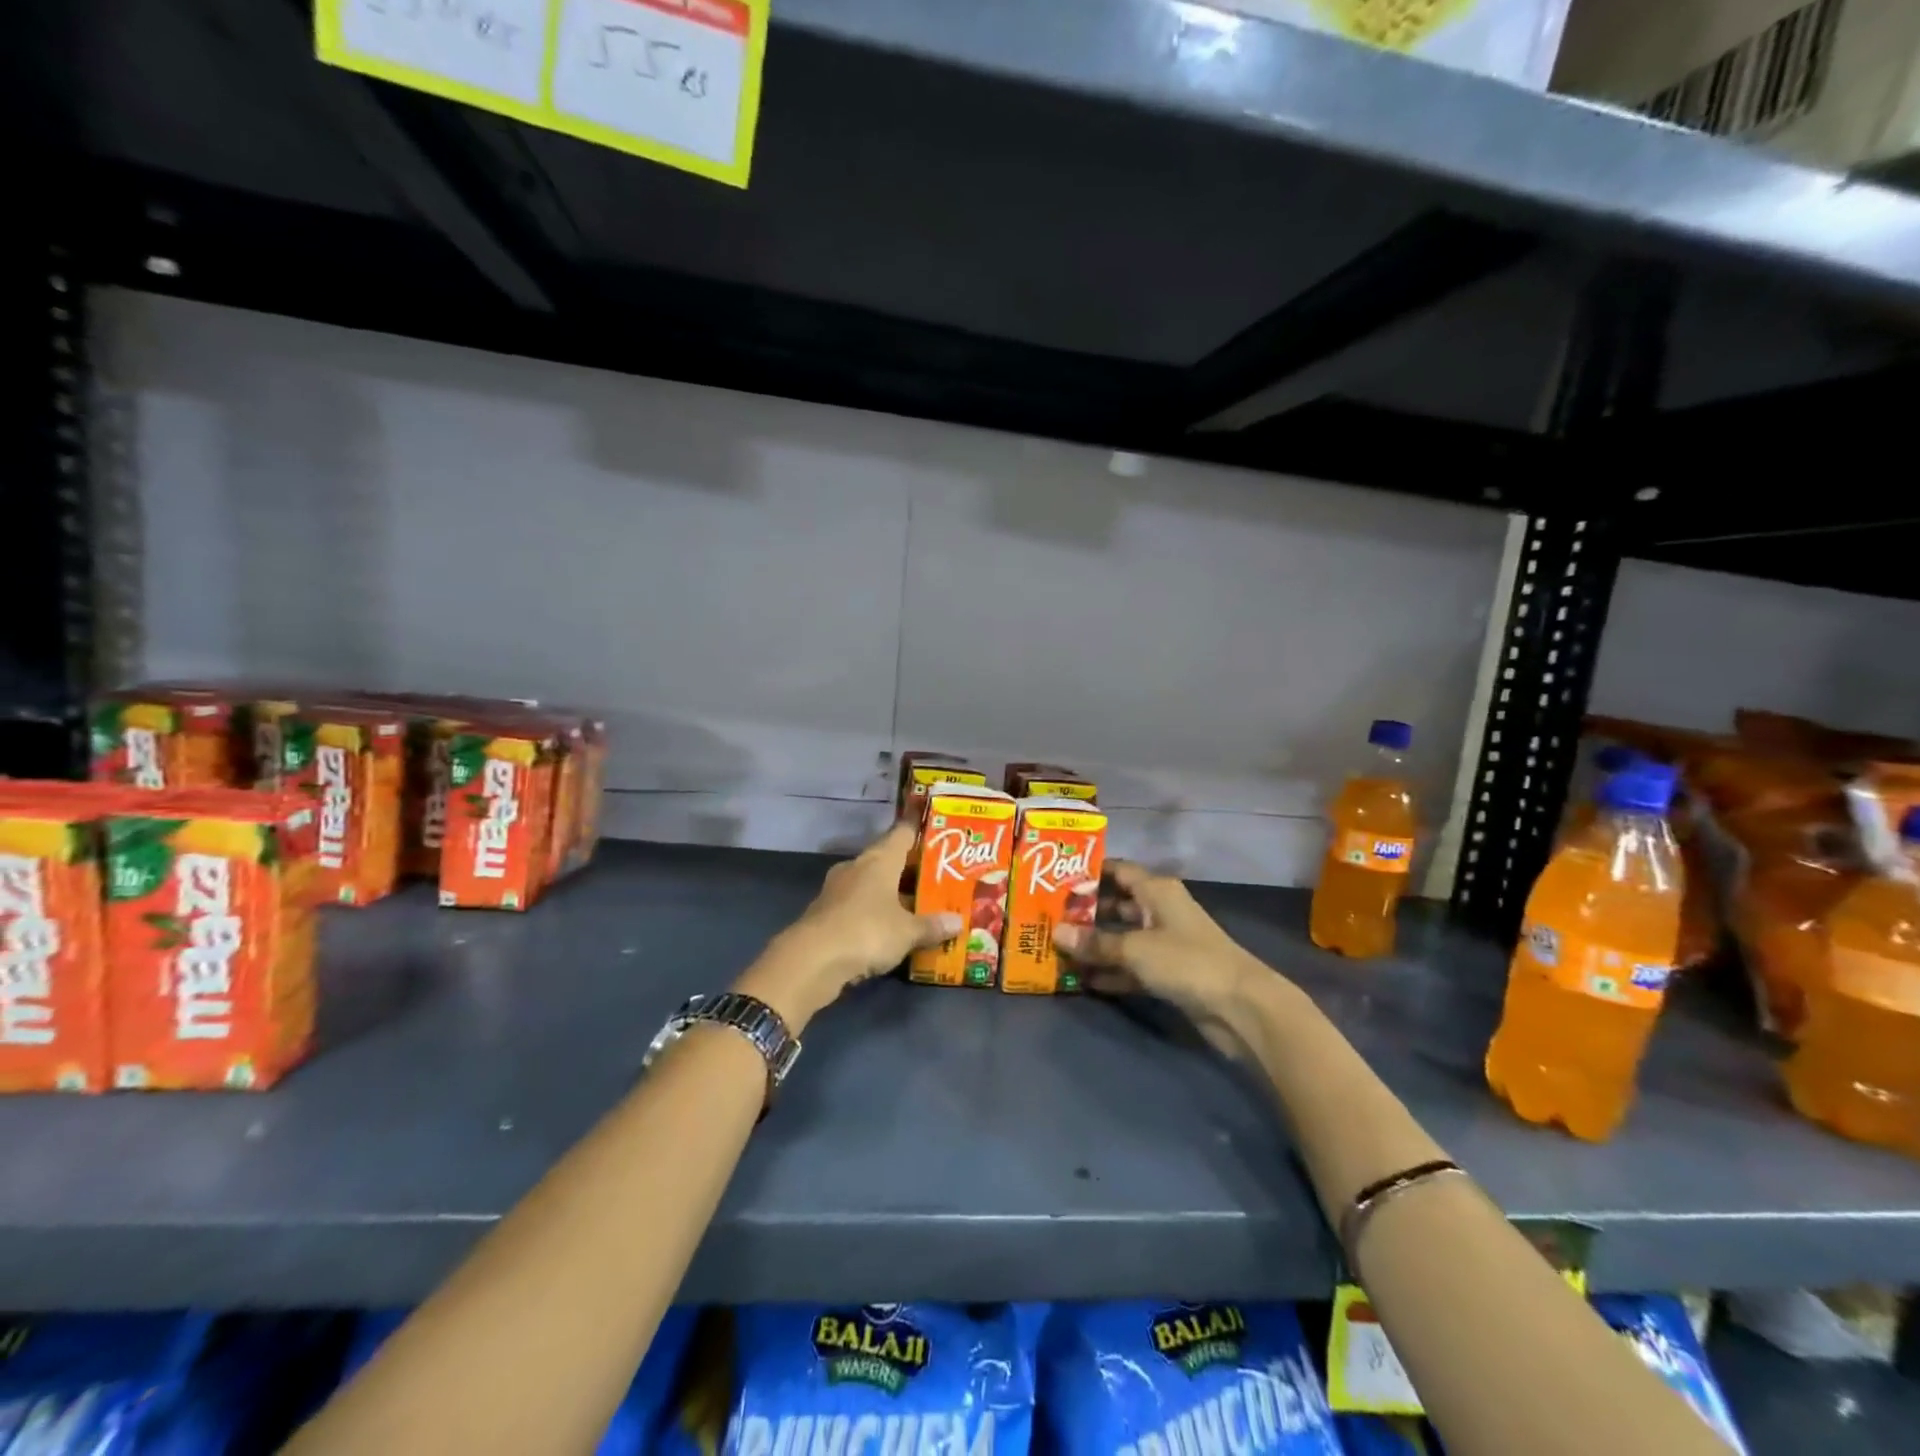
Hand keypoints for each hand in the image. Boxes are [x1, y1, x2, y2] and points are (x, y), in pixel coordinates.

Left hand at [733, 824, 960, 1031]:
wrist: (811, 961)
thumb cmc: (867, 932)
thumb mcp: (908, 932)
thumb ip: (932, 925)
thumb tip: (958, 922)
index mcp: (880, 859)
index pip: (902, 833)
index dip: (919, 831)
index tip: (936, 832)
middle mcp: (857, 867)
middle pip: (887, 860)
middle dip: (910, 870)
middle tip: (937, 878)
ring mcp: (838, 890)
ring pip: (872, 884)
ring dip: (891, 894)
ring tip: (918, 906)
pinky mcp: (826, 913)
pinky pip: (858, 907)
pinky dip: (874, 914)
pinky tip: (889, 929)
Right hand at [1054, 861, 1271, 1050]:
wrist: (1240, 1007)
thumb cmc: (1187, 961)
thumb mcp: (1135, 948)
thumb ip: (1095, 942)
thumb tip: (1055, 932)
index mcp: (1157, 891)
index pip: (1119, 870)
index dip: (1090, 872)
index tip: (1056, 877)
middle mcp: (1160, 911)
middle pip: (1117, 905)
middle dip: (1086, 912)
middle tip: (1049, 917)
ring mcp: (1165, 943)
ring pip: (1123, 938)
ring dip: (1096, 945)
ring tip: (1057, 948)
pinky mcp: (1169, 973)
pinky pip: (1131, 966)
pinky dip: (1111, 971)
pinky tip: (1082, 980)